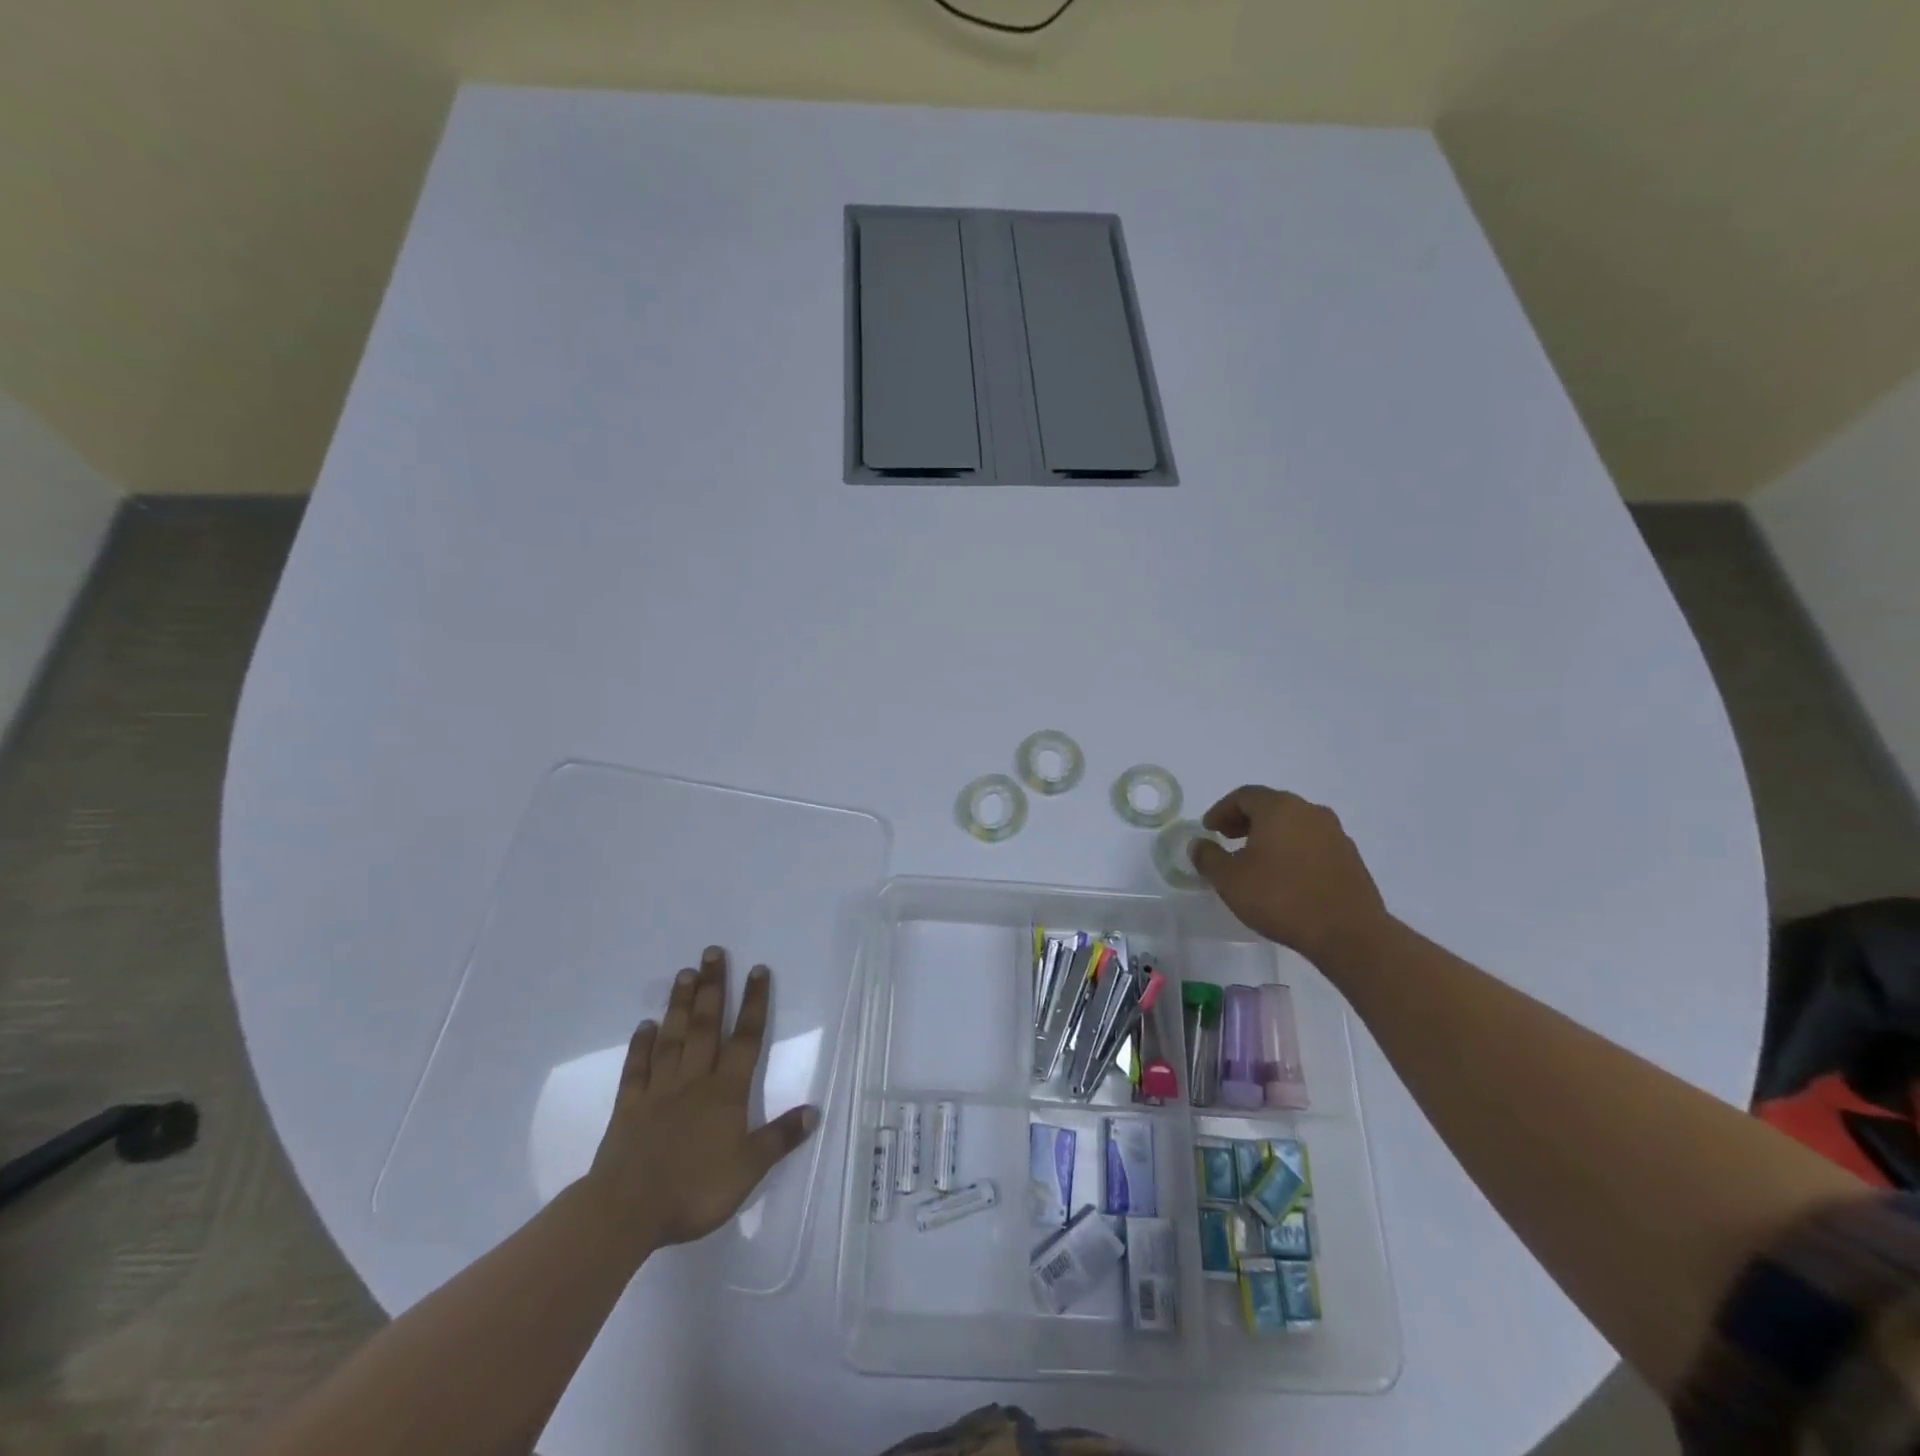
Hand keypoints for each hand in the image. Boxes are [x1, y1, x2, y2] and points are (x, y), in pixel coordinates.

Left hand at [585, 947, 816, 1253]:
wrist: (627, 1211)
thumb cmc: (694, 1190)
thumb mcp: (749, 1169)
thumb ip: (780, 1137)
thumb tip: (814, 1110)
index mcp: (726, 1092)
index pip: (745, 1039)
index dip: (754, 1003)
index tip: (758, 970)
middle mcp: (694, 1080)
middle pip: (706, 1026)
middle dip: (713, 987)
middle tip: (712, 952)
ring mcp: (658, 1091)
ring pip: (673, 1038)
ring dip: (680, 1005)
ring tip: (684, 973)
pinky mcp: (629, 1107)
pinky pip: (636, 1069)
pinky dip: (641, 1046)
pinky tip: (644, 1026)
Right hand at [1189, 786, 1393, 971]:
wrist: (1348, 933)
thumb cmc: (1281, 898)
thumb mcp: (1229, 880)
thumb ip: (1208, 857)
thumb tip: (1199, 844)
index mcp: (1279, 808)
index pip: (1244, 796)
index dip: (1221, 810)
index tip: (1209, 829)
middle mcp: (1310, 811)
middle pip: (1271, 806)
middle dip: (1245, 820)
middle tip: (1228, 838)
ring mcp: (1335, 834)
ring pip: (1294, 824)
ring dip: (1271, 835)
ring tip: (1255, 859)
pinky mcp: (1350, 857)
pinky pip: (1312, 843)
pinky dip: (1293, 849)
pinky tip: (1284, 876)